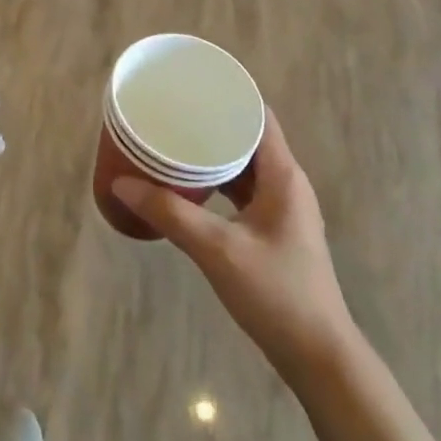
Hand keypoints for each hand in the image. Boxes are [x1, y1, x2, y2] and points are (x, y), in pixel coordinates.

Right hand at [112, 110, 355, 383]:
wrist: (318, 355)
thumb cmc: (275, 293)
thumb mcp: (217, 250)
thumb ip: (170, 214)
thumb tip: (122, 182)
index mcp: (283, 175)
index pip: (259, 115)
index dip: (230, 95)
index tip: (194, 85)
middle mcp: (287, 183)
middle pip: (249, 138)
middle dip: (212, 123)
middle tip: (173, 113)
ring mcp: (283, 209)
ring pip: (245, 167)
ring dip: (214, 155)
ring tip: (175, 144)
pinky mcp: (274, 231)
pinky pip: (244, 191)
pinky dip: (219, 183)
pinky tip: (190, 188)